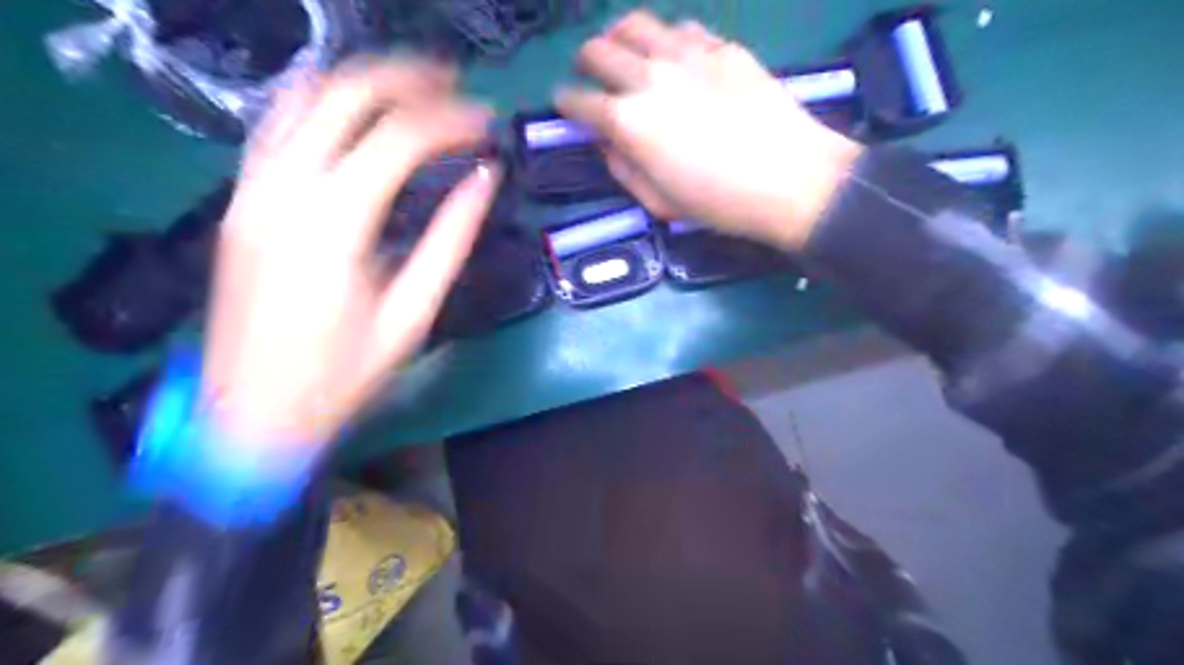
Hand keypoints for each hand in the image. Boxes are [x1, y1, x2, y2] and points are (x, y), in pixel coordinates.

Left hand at [203, 59, 497, 452]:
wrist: (252, 415)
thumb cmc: (343, 376)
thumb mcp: (412, 315)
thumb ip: (451, 240)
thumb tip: (484, 182)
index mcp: (334, 223)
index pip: (399, 138)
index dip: (450, 121)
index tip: (486, 124)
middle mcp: (284, 189)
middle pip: (345, 95)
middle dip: (407, 79)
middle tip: (456, 87)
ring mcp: (252, 190)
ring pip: (303, 98)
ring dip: (364, 82)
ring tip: (414, 88)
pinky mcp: (241, 201)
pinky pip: (278, 127)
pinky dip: (324, 106)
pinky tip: (358, 116)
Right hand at [560, 11, 865, 248]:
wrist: (791, 178)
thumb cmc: (719, 202)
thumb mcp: (658, 203)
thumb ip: (623, 169)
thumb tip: (608, 143)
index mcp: (628, 121)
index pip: (578, 101)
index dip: (565, 102)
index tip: (565, 105)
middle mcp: (648, 76)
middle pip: (598, 50)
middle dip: (585, 62)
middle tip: (591, 75)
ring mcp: (686, 54)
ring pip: (635, 24)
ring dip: (619, 36)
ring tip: (625, 51)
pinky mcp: (722, 46)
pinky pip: (682, 28)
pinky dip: (666, 39)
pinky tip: (674, 55)